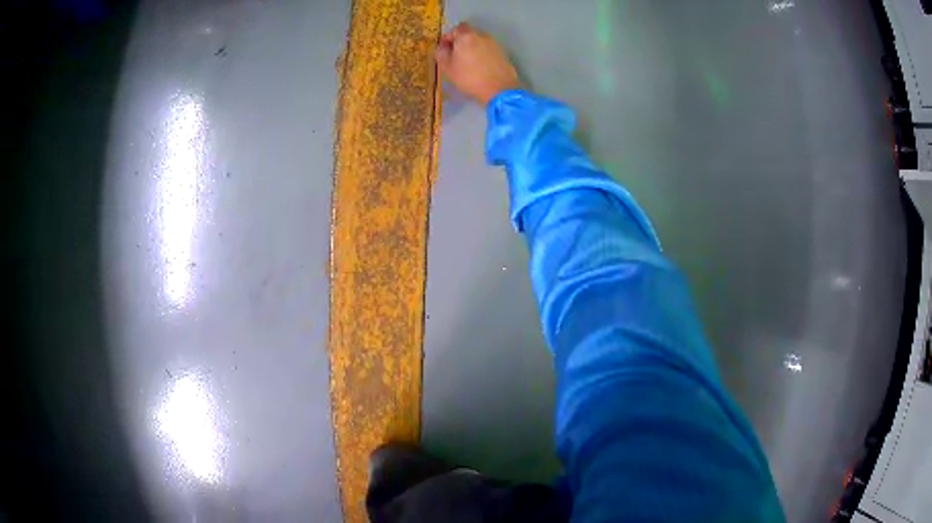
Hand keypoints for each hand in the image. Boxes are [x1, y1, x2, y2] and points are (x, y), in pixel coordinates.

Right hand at [434, 23, 521, 105]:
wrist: (500, 89)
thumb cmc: (469, 77)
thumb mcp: (447, 67)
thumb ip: (441, 54)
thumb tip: (442, 47)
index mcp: (466, 36)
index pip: (456, 29)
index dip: (449, 37)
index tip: (445, 48)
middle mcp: (482, 36)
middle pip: (468, 35)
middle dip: (461, 43)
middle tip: (455, 58)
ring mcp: (494, 44)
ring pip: (479, 43)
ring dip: (472, 50)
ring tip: (468, 65)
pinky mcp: (503, 54)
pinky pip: (488, 51)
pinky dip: (482, 56)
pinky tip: (480, 69)